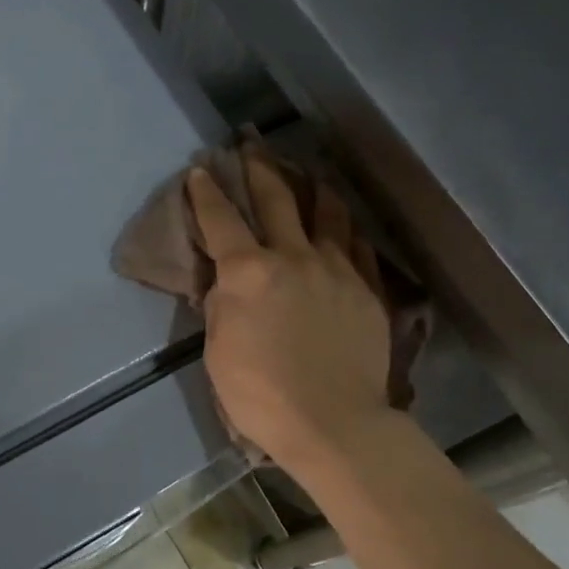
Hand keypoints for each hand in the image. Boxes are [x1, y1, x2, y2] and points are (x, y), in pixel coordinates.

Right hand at [188, 154, 393, 479]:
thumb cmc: (262, 395)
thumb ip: (221, 307)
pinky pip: (357, 246)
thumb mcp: (218, 353)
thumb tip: (226, 281)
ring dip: (313, 186)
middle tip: (252, 146)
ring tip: (308, 173)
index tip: (200, 170)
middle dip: (259, 168)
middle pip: (276, 199)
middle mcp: (294, 257)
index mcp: (249, 272)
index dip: (207, 192)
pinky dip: (345, 229)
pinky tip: (344, 226)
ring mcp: (337, 269)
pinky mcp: (368, 288)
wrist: (334, 423)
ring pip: (328, 212)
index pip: (221, 220)